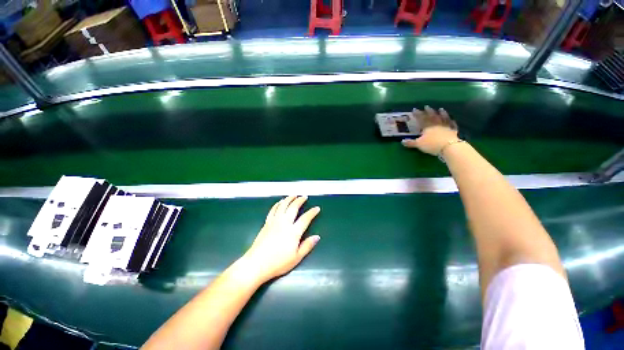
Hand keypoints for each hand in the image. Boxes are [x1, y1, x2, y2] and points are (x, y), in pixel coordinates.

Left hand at [240, 196, 320, 283]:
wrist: (256, 264)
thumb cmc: (278, 263)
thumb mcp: (296, 258)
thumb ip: (307, 246)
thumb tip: (317, 237)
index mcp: (293, 232)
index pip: (305, 218)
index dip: (312, 212)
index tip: (316, 208)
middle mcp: (284, 223)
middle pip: (293, 207)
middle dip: (300, 200)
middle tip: (304, 197)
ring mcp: (274, 221)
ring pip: (283, 205)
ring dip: (289, 199)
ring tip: (293, 195)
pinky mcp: (267, 223)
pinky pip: (273, 209)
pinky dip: (278, 204)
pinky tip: (280, 202)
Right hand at [401, 106, 458, 155]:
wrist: (449, 147)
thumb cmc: (432, 144)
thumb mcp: (418, 144)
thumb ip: (411, 142)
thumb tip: (402, 141)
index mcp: (427, 126)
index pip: (421, 118)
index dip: (417, 114)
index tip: (414, 109)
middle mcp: (436, 124)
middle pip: (432, 116)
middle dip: (429, 111)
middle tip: (426, 106)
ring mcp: (446, 126)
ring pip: (443, 118)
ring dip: (442, 113)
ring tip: (440, 109)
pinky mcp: (453, 131)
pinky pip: (452, 125)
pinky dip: (452, 122)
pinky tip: (452, 120)